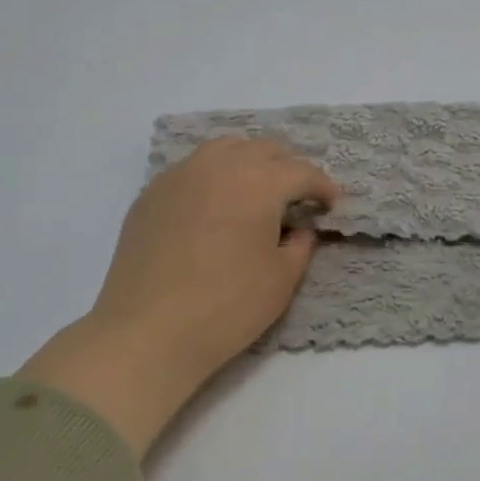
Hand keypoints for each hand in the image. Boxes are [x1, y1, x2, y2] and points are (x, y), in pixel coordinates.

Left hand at [21, 139, 337, 456]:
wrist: (149, 331)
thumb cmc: (227, 307)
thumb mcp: (281, 280)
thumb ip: (300, 245)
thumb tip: (300, 228)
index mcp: (258, 182)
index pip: (300, 171)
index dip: (322, 186)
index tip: (331, 203)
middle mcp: (218, 166)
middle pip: (262, 149)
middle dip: (287, 167)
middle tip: (297, 195)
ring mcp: (179, 176)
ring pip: (223, 149)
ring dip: (248, 161)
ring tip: (255, 189)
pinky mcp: (151, 194)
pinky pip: (191, 169)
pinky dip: (213, 176)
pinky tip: (214, 205)